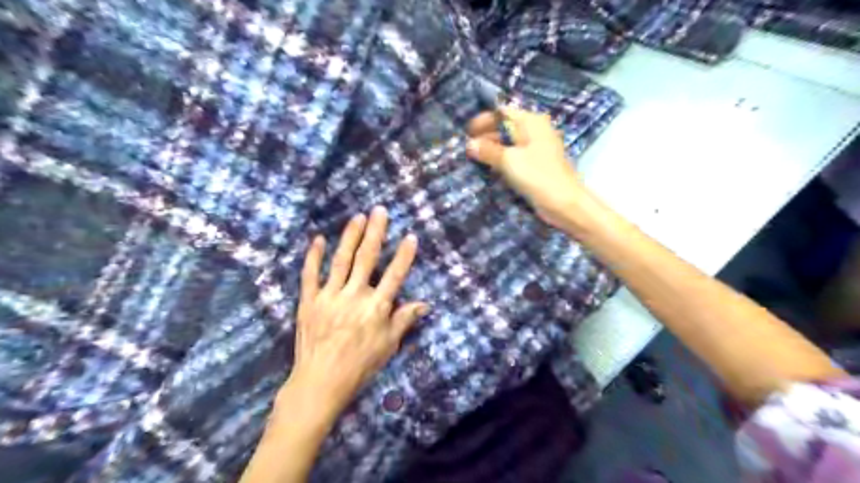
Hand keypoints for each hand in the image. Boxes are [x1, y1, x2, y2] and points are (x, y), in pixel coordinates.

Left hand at [284, 206, 430, 417]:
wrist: (320, 381)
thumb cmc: (359, 364)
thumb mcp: (388, 345)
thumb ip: (404, 320)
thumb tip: (425, 304)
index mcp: (376, 307)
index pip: (394, 275)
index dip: (404, 255)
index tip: (411, 236)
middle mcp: (354, 296)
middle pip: (367, 258)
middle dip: (376, 233)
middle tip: (380, 211)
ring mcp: (329, 296)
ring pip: (341, 260)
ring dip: (350, 237)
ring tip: (358, 217)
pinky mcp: (309, 301)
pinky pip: (310, 275)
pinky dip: (314, 256)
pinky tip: (318, 239)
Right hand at [470, 107, 584, 228]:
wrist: (564, 203)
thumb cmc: (537, 176)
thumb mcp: (509, 161)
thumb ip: (487, 150)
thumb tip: (469, 145)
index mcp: (531, 122)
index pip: (502, 112)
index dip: (483, 121)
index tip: (466, 133)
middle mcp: (534, 131)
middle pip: (505, 127)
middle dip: (485, 137)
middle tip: (466, 150)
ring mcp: (536, 149)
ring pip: (509, 144)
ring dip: (492, 150)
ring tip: (473, 160)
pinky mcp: (536, 165)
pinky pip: (514, 157)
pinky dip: (501, 161)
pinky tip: (489, 169)